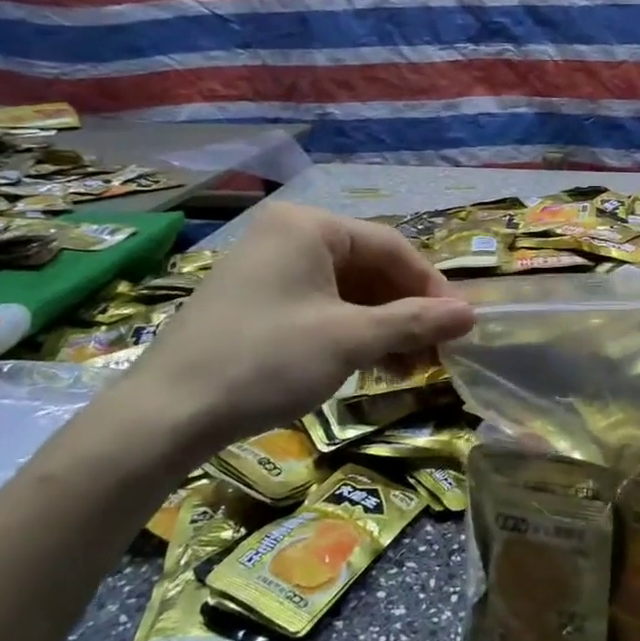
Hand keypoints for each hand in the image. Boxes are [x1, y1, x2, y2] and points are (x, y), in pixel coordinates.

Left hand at [122, 203, 473, 452]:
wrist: (167, 414)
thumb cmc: (267, 360)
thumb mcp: (350, 340)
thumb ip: (414, 322)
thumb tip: (471, 314)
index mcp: (309, 226)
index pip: (391, 246)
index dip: (431, 285)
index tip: (458, 324)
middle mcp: (288, 235)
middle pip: (368, 267)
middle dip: (405, 311)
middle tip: (435, 351)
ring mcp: (267, 267)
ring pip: (346, 290)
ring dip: (382, 326)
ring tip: (407, 367)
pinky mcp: (255, 301)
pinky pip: (319, 306)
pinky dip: (350, 332)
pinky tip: (369, 365)